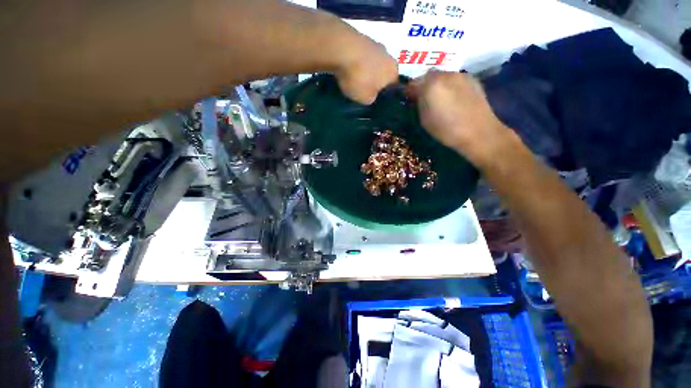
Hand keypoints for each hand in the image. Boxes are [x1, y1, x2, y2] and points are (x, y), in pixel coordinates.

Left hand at [333, 38, 397, 104]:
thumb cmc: (359, 78)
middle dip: (373, 79)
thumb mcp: (366, 99)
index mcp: (394, 72)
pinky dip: (354, 60)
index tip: (373, 97)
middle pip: (382, 71)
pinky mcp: (360, 36)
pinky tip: (345, 67)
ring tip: (351, 77)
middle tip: (362, 88)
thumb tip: (371, 93)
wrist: (341, 49)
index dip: (383, 93)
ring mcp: (374, 43)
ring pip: (371, 61)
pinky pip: (359, 54)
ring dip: (364, 68)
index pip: (393, 85)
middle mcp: (388, 55)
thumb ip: (372, 97)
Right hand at [408, 71, 512, 166]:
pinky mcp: (473, 79)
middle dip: (423, 86)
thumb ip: (419, 104)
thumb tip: (417, 97)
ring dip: (437, 85)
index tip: (409, 102)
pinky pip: (455, 80)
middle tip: (424, 100)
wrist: (478, 132)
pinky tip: (454, 100)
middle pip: (428, 76)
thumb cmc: (446, 129)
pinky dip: (450, 87)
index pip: (412, 83)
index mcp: (430, 85)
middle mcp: (445, 74)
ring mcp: (460, 75)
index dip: (409, 92)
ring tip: (440, 100)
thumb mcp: (424, 120)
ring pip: (442, 76)